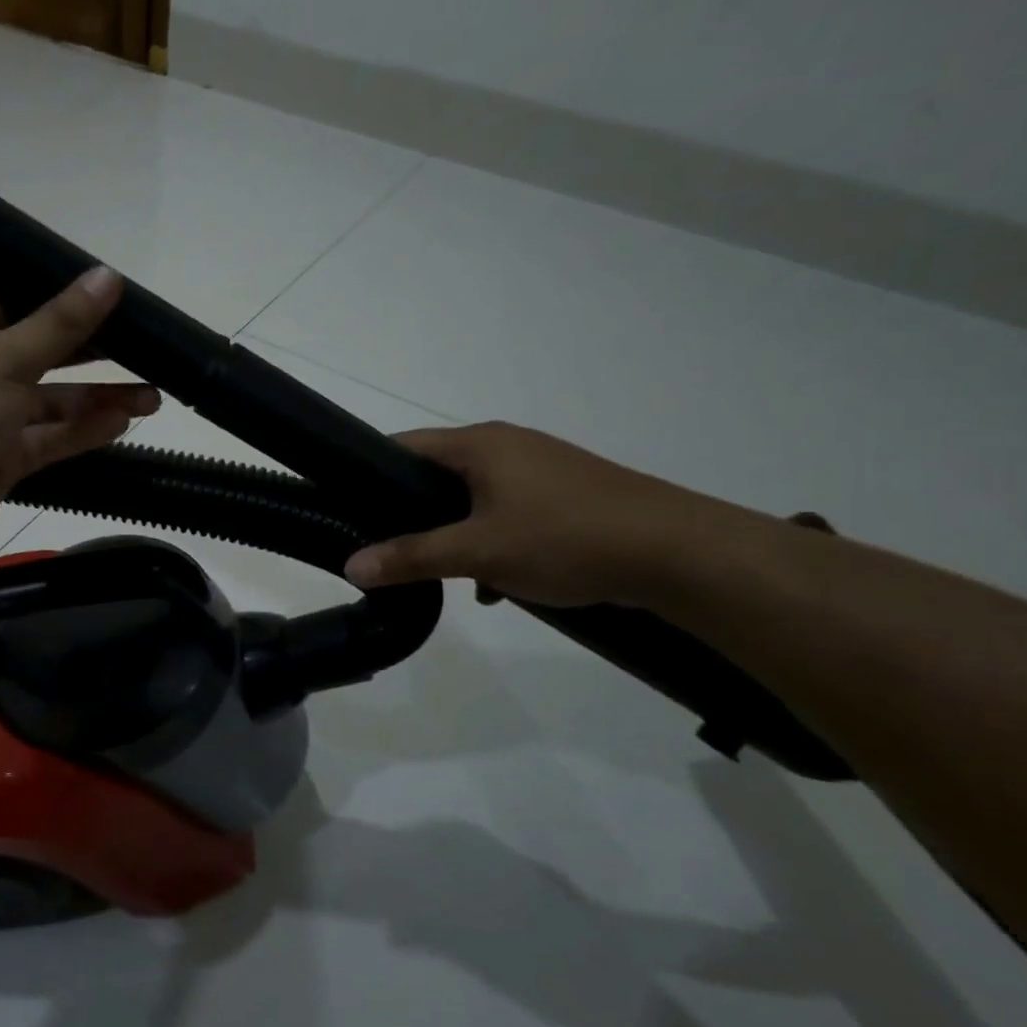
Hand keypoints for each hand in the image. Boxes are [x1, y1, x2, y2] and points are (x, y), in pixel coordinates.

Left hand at [0, 268, 158, 559]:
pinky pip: (47, 440)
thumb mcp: (2, 358)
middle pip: (43, 352)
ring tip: (153, 395)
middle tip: (150, 351)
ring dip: (97, 399)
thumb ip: (60, 324)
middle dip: (94, 354)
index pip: (19, 300)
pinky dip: (81, 433)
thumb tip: (107, 276)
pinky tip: (123, 423)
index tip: (117, 299)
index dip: (65, 299)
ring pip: (51, 402)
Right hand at [343, 422, 735, 607]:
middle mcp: (507, 445)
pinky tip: (495, 583)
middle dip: (413, 513)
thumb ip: (411, 557)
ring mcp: (540, 468)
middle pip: (436, 474)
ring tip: (442, 572)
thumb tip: (351, 568)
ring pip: (473, 498)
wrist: (680, 554)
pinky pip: (507, 512)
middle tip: (389, 547)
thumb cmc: (566, 537)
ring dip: (455, 533)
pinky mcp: (565, 495)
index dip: (368, 473)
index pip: (403, 445)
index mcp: (480, 444)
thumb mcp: (479, 552)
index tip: (346, 508)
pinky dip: (492, 541)